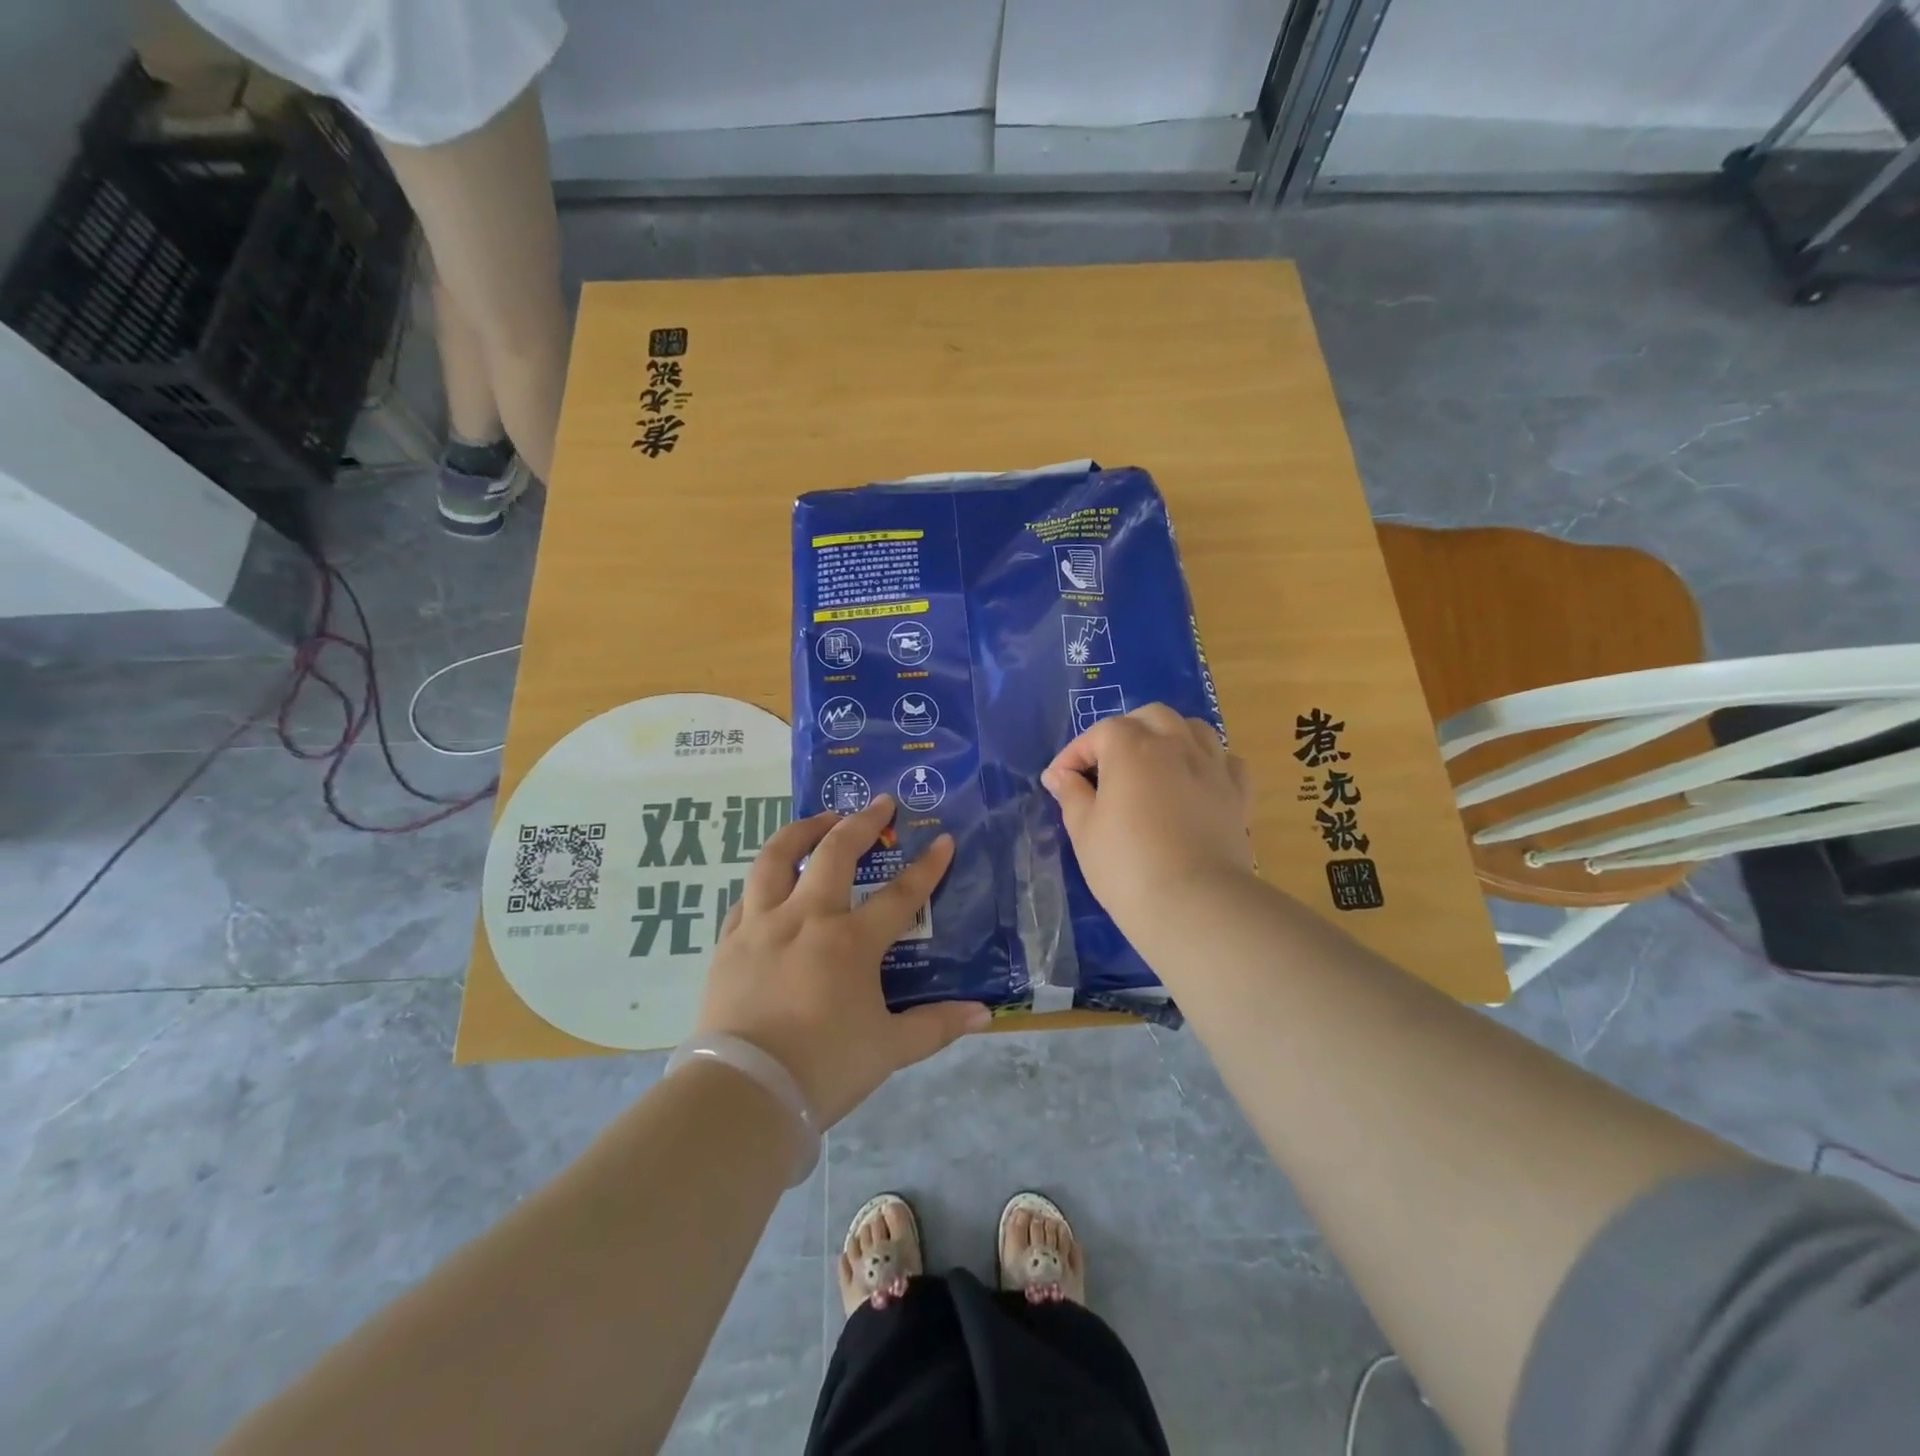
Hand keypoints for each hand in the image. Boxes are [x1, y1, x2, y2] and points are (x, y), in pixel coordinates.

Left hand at [692, 795, 988, 1126]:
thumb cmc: (825, 1067)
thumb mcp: (889, 1049)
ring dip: (801, 831)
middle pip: (835, 853)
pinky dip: (764, 880)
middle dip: (861, 821)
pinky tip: (771, 881)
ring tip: (819, 819)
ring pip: (776, 858)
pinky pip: (746, 896)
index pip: (900, 894)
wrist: (744, 1093)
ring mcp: (762, 925)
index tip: (943, 840)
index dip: (926, 867)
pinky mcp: (730, 942)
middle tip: (879, 802)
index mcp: (851, 941)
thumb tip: (984, 1015)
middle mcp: (807, 918)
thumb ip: (936, 1025)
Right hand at [1041, 704, 1253, 923]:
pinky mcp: (1238, 794)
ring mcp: (1213, 767)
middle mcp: (1176, 745)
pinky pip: (1226, 761)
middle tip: (1107, 764)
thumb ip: (1071, 795)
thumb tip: (1059, 775)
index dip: (1074, 754)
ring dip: (1169, 736)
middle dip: (1125, 731)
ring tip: (1153, 763)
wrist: (1194, 904)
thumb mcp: (1084, 830)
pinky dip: (1209, 762)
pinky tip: (1196, 782)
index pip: (1099, 733)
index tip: (1060, 781)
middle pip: (1151, 717)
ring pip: (1193, 729)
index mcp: (1132, 748)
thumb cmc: (1126, 865)